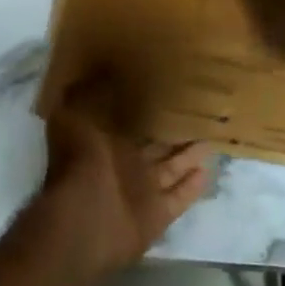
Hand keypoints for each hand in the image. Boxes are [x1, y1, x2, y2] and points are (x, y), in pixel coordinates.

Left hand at [39, 82, 210, 275]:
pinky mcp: (156, 215)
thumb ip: (89, 92)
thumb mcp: (72, 114)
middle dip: (173, 130)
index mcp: (103, 139)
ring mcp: (141, 191)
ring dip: (189, 155)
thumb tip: (102, 68)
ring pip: (171, 168)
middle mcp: (123, 164)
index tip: (167, 87)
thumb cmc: (78, 161)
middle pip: (155, 145)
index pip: (129, 119)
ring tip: (212, 137)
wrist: (83, 218)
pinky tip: (207, 170)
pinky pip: (179, 197)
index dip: (145, 106)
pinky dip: (192, 187)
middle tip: (200, 111)